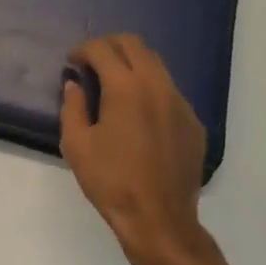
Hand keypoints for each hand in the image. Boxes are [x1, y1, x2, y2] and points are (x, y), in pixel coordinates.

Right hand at [60, 34, 207, 264]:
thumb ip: (72, 107)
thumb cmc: (111, 182)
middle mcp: (157, 85)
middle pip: (134, 44)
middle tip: (92, 63)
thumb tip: (74, 84)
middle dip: (109, 46)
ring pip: (156, 64)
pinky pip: (170, 91)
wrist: (159, 220)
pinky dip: (150, 89)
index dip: (83, 50)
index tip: (72, 62)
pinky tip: (139, 114)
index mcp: (126, 87)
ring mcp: (180, 102)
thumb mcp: (76, 145)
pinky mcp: (193, 122)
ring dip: (132, 64)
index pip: (102, 49)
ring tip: (114, 84)